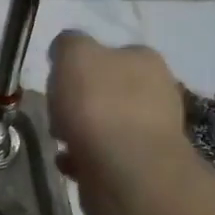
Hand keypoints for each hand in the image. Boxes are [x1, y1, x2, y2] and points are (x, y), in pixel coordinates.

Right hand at [47, 31, 202, 214]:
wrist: (124, 170)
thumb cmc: (98, 104)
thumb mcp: (74, 55)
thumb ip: (69, 44)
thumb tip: (67, 49)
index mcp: (146, 61)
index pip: (113, 53)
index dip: (82, 65)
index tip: (60, 80)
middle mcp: (157, 93)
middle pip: (108, 91)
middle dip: (79, 102)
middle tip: (57, 112)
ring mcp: (151, 133)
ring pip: (105, 125)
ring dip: (80, 131)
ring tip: (60, 141)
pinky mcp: (140, 167)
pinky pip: (104, 155)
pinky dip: (84, 158)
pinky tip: (69, 163)